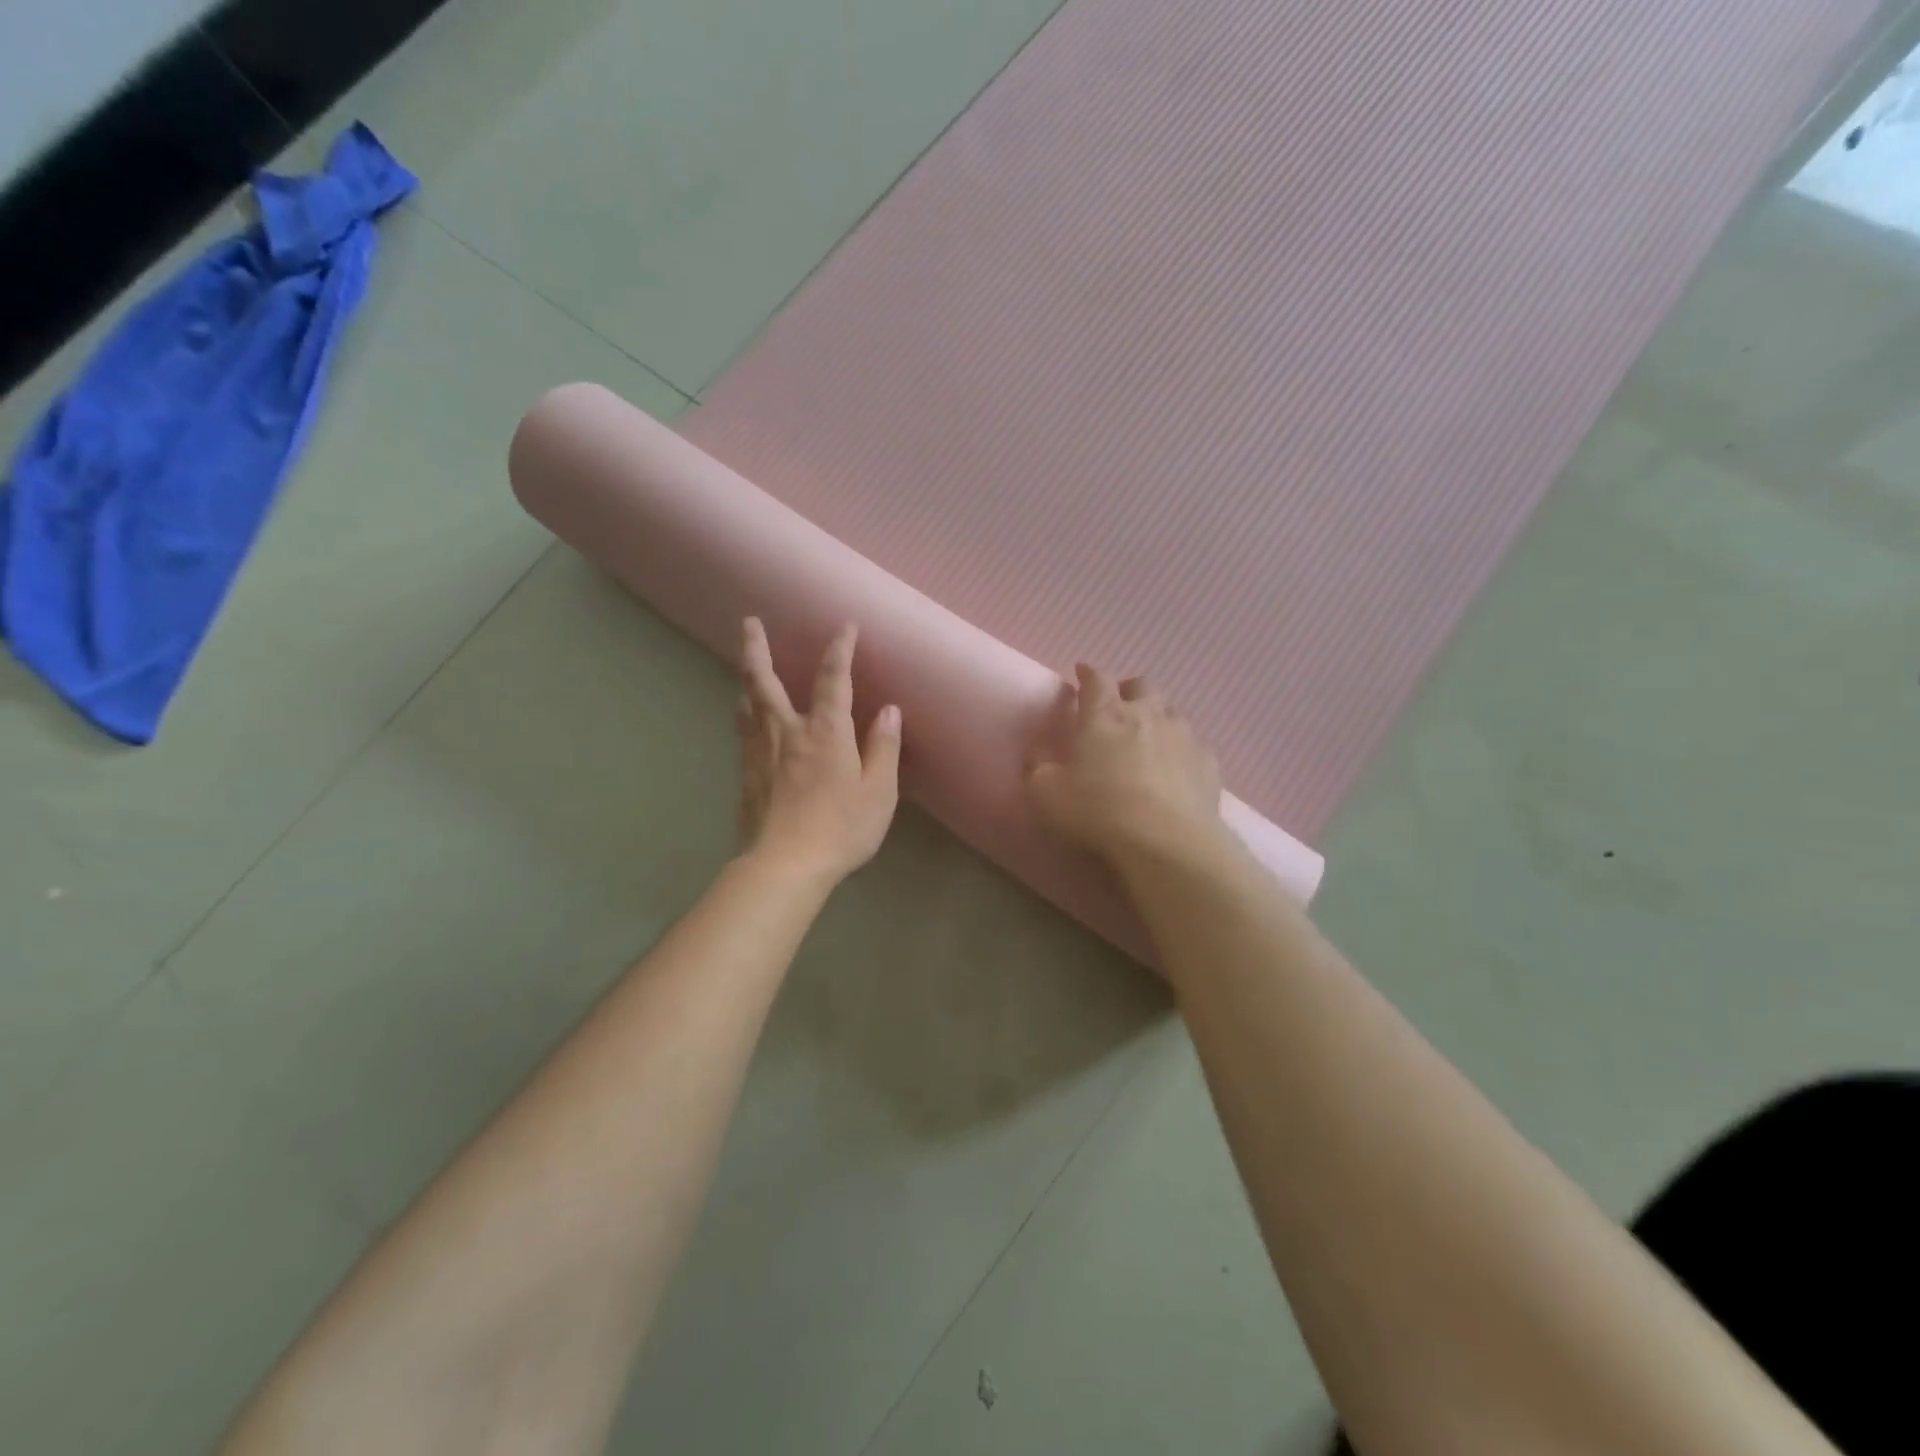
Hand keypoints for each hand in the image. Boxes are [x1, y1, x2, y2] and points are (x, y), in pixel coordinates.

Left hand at [736, 617, 901, 884]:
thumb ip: (884, 748)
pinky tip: (745, 716)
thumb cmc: (841, 829)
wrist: (784, 866)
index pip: (834, 678)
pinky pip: (743, 730)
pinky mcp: (746, 774)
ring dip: (747, 677)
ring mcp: (760, 751)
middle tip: (748, 622)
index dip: (840, 649)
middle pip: (765, 679)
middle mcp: (787, 730)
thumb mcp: (878, 792)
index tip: (844, 627)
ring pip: (747, 702)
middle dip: (757, 647)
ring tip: (747, 665)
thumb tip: (889, 710)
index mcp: (826, 732)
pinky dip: (744, 712)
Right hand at [1026, 664, 1226, 865]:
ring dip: (1157, 717)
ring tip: (1147, 737)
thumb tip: (1035, 755)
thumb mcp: (1045, 794)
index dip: (1087, 674)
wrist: (1167, 842)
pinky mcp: (1208, 763)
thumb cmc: (1098, 811)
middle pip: (1140, 685)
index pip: (1096, 679)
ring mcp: (1183, 736)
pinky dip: (1180, 750)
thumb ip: (1036, 769)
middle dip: (1126, 690)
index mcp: (1104, 715)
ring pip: (1171, 711)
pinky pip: (1193, 745)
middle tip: (1116, 706)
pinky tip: (1175, 770)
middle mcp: (1147, 714)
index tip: (1080, 674)